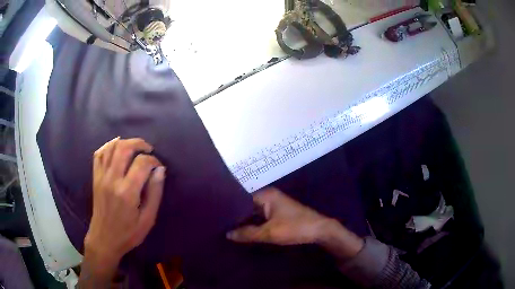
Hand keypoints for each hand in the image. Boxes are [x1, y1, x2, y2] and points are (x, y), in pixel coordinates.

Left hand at [85, 137, 165, 265]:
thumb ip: (155, 193)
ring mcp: (101, 177)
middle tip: (148, 149)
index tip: (158, 166)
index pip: (141, 163)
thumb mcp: (148, 219)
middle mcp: (112, 180)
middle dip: (139, 143)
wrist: (104, 239)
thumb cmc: (128, 233)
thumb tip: (160, 170)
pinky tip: (116, 147)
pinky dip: (108, 146)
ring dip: (125, 142)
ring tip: (135, 148)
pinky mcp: (95, 178)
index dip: (153, 160)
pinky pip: (99, 154)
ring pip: (111, 147)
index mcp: (127, 192)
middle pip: (124, 148)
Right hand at [226, 187, 332, 244]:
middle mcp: (269, 197)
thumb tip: (227, 234)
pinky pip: (262, 218)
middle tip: (220, 227)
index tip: (218, 220)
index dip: (230, 211)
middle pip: (247, 207)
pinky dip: (255, 225)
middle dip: (237, 218)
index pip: (240, 200)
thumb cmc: (295, 228)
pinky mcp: (279, 214)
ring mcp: (274, 205)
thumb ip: (247, 233)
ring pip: (254, 214)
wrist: (320, 230)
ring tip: (228, 231)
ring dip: (246, 222)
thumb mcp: (269, 232)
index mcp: (266, 195)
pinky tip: (245, 233)